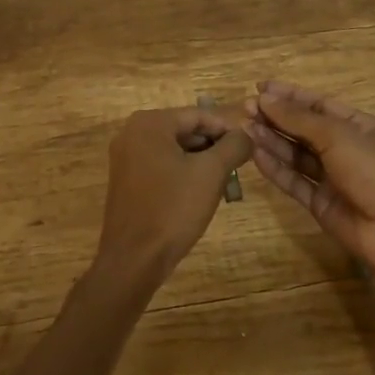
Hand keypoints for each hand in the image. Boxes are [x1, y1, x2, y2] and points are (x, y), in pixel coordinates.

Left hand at [95, 107, 253, 286]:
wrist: (133, 260)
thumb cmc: (173, 208)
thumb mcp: (211, 173)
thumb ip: (233, 146)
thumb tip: (247, 134)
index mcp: (150, 123)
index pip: (198, 115)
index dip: (227, 129)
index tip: (248, 146)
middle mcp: (132, 132)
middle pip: (184, 130)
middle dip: (213, 147)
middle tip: (237, 166)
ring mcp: (125, 157)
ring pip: (173, 150)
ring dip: (200, 162)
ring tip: (224, 182)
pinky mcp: (125, 180)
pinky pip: (160, 166)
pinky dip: (181, 173)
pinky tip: (199, 193)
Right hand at [244, 80, 374, 272]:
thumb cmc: (372, 169)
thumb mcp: (336, 134)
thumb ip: (298, 118)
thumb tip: (266, 99)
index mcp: (357, 125)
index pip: (318, 104)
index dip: (289, 95)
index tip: (260, 88)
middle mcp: (344, 148)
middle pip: (304, 128)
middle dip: (276, 117)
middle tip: (245, 109)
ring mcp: (332, 177)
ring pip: (296, 154)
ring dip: (271, 140)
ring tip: (244, 128)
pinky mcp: (320, 203)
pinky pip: (294, 181)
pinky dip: (275, 168)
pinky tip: (255, 155)